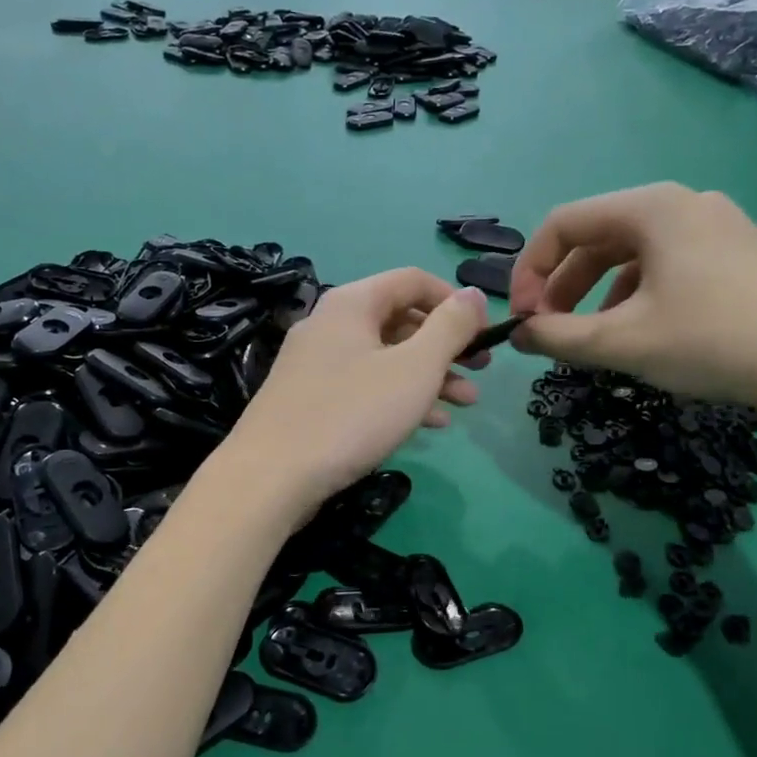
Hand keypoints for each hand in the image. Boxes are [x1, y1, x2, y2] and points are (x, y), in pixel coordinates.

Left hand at [222, 269, 488, 518]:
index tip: (485, 333)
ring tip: (465, 403)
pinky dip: (399, 396)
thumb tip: (475, 295)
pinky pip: (364, 384)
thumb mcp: (415, 368)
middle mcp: (330, 323)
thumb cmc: (352, 414)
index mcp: (352, 303)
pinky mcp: (309, 398)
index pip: (414, 280)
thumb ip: (450, 327)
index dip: (455, 302)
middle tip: (481, 371)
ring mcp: (315, 362)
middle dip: (446, 345)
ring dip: (429, 375)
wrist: (271, 477)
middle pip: (400, 319)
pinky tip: (429, 424)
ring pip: (385, 356)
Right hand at [510, 183, 756, 416]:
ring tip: (592, 338)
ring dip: (597, 294)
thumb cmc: (714, 340)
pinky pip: (668, 265)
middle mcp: (683, 204)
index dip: (529, 271)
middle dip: (563, 286)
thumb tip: (519, 334)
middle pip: (598, 236)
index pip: (563, 223)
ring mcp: (718, 226)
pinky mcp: (740, 254)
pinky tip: (642, 332)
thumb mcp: (623, 342)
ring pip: (632, 254)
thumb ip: (558, 336)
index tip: (522, 319)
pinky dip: (637, 295)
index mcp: (651, 208)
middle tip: (550, 332)